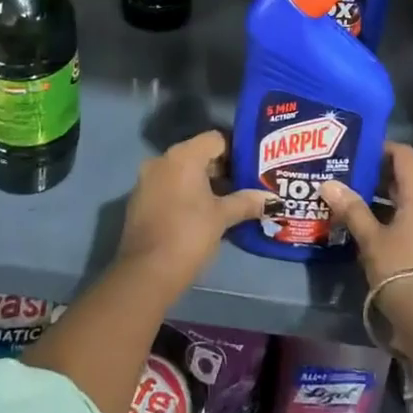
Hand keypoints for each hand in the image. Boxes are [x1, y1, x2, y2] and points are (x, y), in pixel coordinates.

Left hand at [116, 131, 265, 294]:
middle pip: (199, 154)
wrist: (146, 273)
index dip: (236, 151)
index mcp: (183, 156)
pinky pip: (169, 187)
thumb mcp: (222, 217)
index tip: (252, 168)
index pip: (216, 139)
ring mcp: (147, 180)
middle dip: (222, 169)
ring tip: (228, 201)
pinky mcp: (139, 201)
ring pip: (183, 172)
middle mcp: (162, 160)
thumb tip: (272, 199)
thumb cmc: (189, 235)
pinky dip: (186, 194)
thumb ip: (246, 202)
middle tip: (245, 185)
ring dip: (204, 183)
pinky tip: (202, 214)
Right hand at [319, 143, 412, 343]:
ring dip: (378, 202)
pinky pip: (405, 226)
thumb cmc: (402, 271)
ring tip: (347, 202)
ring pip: (402, 206)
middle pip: (403, 181)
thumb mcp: (371, 239)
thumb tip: (329, 183)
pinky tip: (361, 232)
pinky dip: (385, 222)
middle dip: (374, 176)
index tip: (356, 149)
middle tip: (344, 174)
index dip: (382, 148)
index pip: (405, 156)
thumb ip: (352, 210)